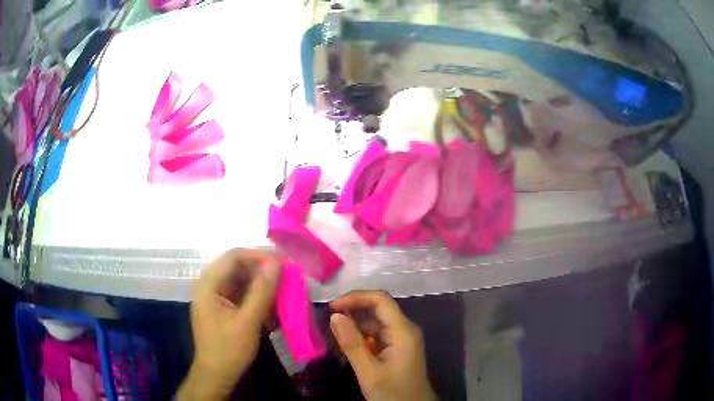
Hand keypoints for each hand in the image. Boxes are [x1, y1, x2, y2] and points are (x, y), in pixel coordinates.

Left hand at [178, 249, 280, 400]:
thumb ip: (262, 291)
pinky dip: (258, 298)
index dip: (258, 254)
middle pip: (237, 267)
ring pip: (242, 281)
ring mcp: (216, 298)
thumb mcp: (248, 322)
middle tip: (287, 275)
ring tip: (283, 291)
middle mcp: (210, 286)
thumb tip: (276, 263)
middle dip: (263, 270)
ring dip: (262, 285)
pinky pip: (242, 295)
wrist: (217, 377)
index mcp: (208, 285)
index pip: (233, 257)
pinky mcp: (224, 309)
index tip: (283, 261)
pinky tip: (272, 307)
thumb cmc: (229, 350)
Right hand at [330, 290, 435, 400]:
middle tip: (329, 320)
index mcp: (403, 331)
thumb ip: (352, 344)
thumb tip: (335, 316)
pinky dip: (362, 335)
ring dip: (356, 323)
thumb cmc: (392, 393)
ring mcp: (403, 339)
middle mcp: (405, 329)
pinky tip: (348, 343)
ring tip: (334, 332)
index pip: (380, 300)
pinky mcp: (398, 348)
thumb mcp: (369, 371)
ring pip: (377, 321)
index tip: (332, 307)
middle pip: (379, 308)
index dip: (355, 297)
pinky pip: (379, 334)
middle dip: (354, 309)